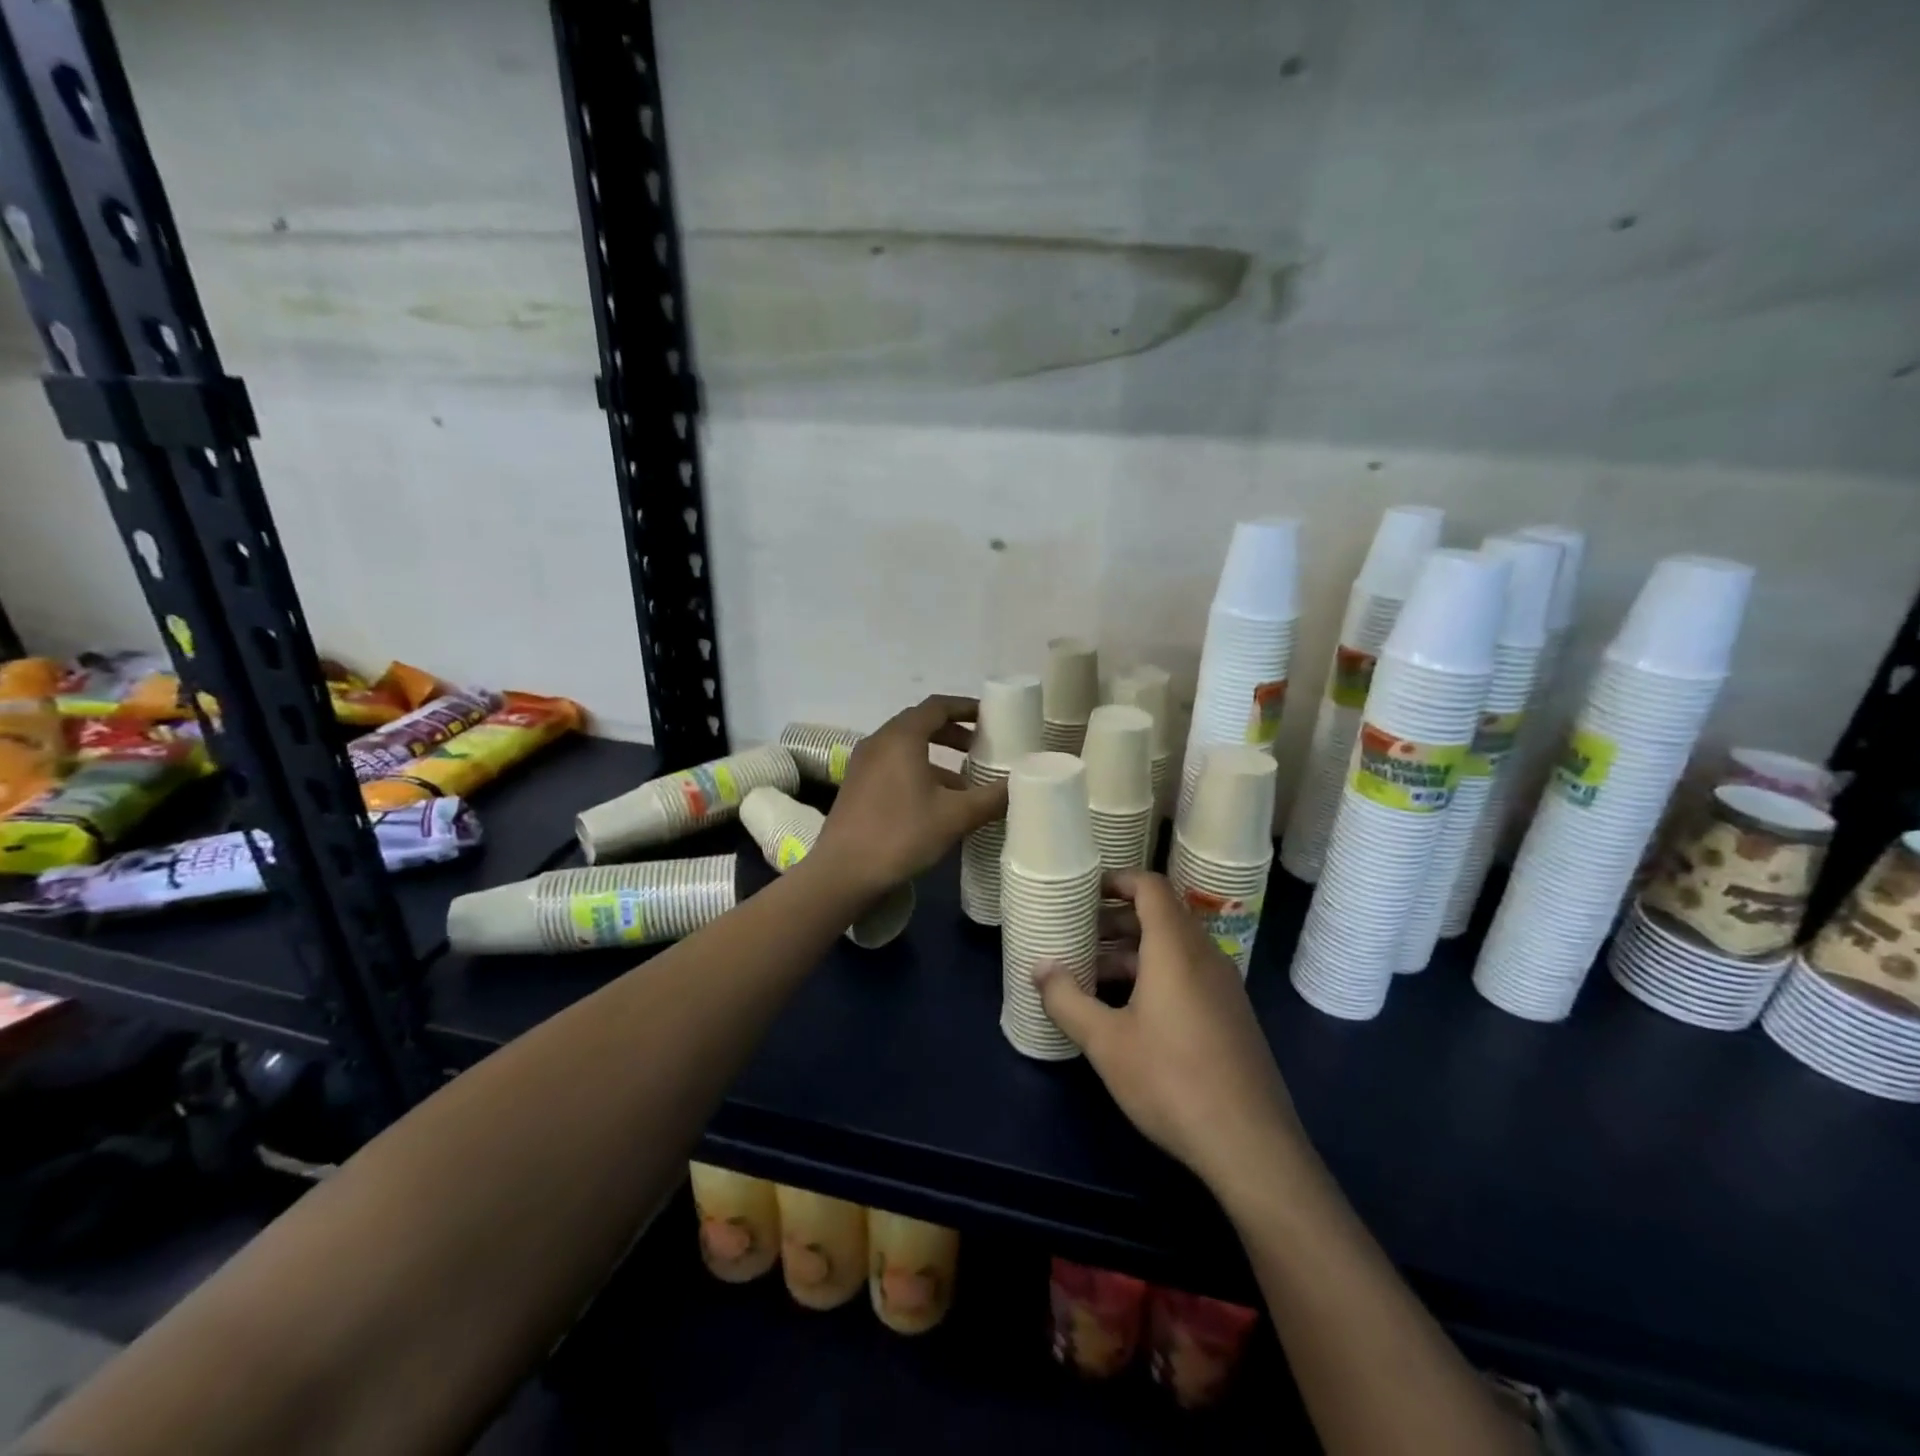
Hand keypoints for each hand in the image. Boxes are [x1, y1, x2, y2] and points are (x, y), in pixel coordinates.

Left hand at [811, 695, 1005, 897]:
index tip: (991, 716)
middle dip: (953, 732)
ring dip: (937, 756)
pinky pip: (893, 765)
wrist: (843, 873)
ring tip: (965, 781)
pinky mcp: (856, 786)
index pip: (937, 706)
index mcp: (901, 737)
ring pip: (906, 747)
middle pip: (920, 723)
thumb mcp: (955, 816)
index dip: (966, 707)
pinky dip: (918, 771)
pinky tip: (936, 802)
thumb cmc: (901, 835)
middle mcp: (879, 742)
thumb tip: (1021, 785)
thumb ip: (991, 798)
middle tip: (980, 747)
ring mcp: (863, 764)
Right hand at [1035, 870, 1304, 1193]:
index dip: (1117, 880)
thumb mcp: (1106, 1042)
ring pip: (1172, 948)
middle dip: (1115, 921)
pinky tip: (1127, 1012)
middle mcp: (1204, 956)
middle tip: (1077, 937)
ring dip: (1131, 953)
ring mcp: (1223, 987)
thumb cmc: (1172, 1080)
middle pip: (1159, 916)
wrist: (1251, 1145)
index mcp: (1175, 948)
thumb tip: (1039, 968)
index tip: (1084, 893)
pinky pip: (1187, 974)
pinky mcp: (1230, 1015)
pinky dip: (1154, 975)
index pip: (1150, 886)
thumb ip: (1067, 1000)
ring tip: (1092, 977)